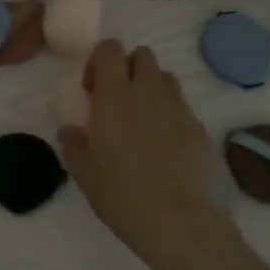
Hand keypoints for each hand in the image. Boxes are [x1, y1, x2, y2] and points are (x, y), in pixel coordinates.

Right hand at [58, 41, 219, 260]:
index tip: (92, 89)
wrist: (175, 220)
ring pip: (164, 77)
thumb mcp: (83, 172)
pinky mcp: (199, 126)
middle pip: (142, 55)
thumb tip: (70, 130)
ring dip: (150, 88)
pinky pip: (181, 106)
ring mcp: (178, 107)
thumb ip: (73, 143)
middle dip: (128, 68)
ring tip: (141, 120)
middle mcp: (148, 92)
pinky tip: (163, 145)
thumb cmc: (120, 193)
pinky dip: (169, 114)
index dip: (99, 61)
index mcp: (114, 96)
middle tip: (116, 100)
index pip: (110, 49)